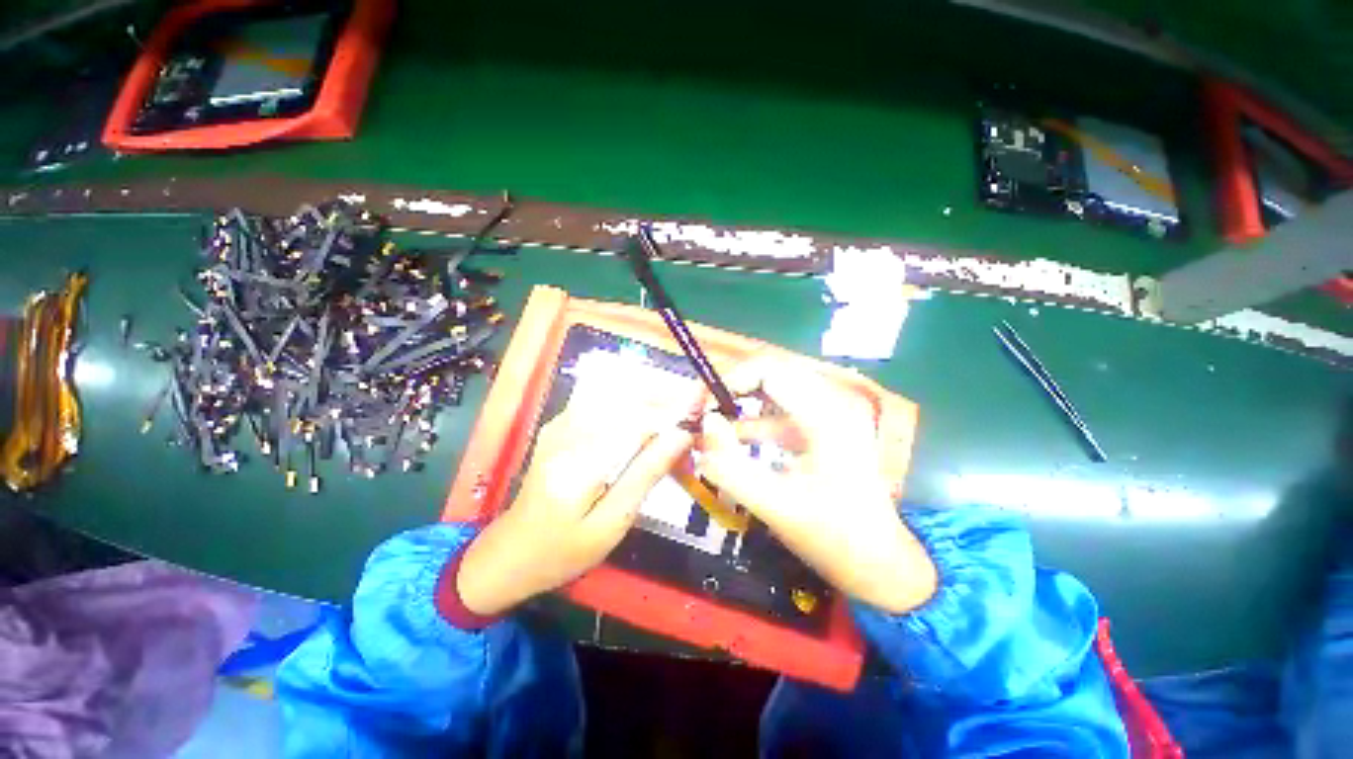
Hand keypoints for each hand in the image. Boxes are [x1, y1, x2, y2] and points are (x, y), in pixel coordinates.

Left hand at [457, 390, 697, 616]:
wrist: (511, 551)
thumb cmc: (564, 551)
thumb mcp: (612, 523)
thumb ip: (645, 475)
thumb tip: (680, 436)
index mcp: (579, 465)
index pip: (635, 421)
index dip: (671, 409)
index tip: (701, 402)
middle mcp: (567, 433)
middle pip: (625, 398)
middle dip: (664, 395)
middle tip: (693, 404)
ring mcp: (559, 424)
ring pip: (614, 394)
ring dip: (650, 396)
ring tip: (676, 409)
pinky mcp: (559, 424)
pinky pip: (601, 401)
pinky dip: (630, 402)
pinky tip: (646, 415)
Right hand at [696, 358, 936, 613]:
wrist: (882, 567)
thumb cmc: (835, 539)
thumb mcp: (776, 506)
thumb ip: (731, 466)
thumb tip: (704, 425)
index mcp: (827, 414)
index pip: (767, 370)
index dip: (728, 381)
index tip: (700, 409)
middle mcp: (830, 403)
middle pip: (767, 376)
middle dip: (728, 392)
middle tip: (698, 416)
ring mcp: (828, 416)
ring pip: (770, 395)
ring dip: (737, 410)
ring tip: (706, 432)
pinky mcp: (821, 431)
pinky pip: (777, 416)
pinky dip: (751, 426)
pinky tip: (730, 445)